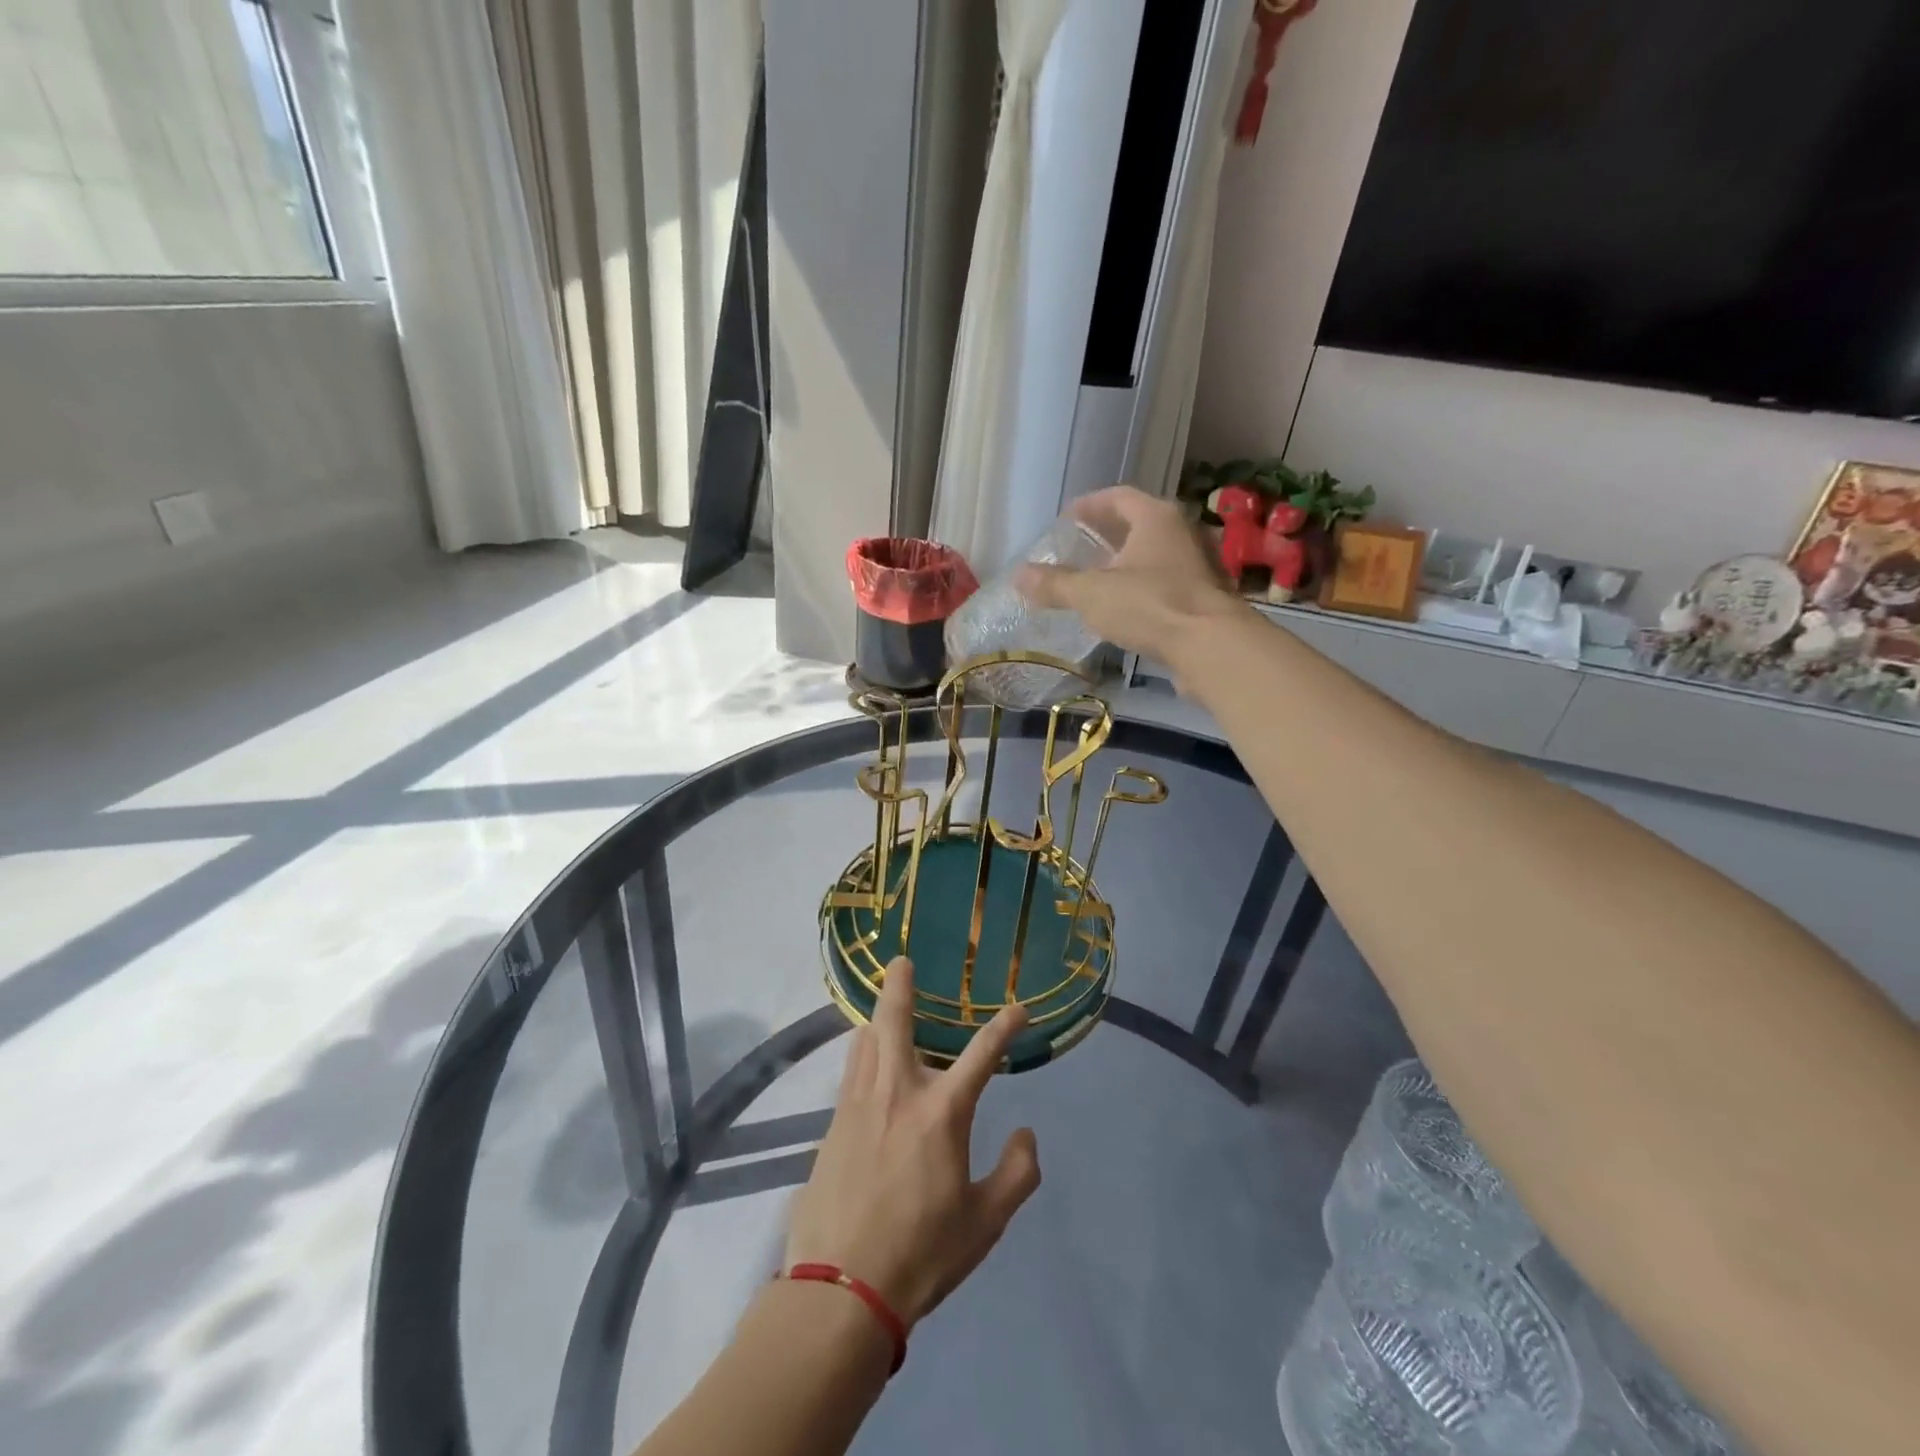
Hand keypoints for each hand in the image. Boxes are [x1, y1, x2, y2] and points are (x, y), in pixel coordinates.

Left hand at [784, 958, 1041, 1326]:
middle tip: (900, 961)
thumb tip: (1028, 1133)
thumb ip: (1017, 1173)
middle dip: (899, 986)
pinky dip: (860, 1053)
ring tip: (882, 1009)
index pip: (982, 1054)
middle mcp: (899, 1092)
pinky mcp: (833, 1123)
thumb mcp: (986, 1222)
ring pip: (865, 1041)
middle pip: (895, 1021)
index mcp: (942, 1112)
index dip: (1004, 1027)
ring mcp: (859, 1104)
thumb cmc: (922, 1253)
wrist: (841, 1288)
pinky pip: (849, 1071)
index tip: (1018, 1008)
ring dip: (877, 1019)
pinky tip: (863, 1061)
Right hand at [1017, 485, 1249, 666]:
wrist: (1211, 646)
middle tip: (1080, 547)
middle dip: (1108, 534)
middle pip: (1140, 524)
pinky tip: (1126, 609)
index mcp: (1156, 517)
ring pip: (1155, 556)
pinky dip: (1143, 588)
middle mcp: (1181, 533)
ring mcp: (1198, 566)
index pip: (1118, 497)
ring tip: (1099, 579)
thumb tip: (1019, 576)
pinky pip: (1166, 584)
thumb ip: (1055, 584)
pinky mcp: (1204, 598)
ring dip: (1127, 563)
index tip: (1067, 518)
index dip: (1090, 505)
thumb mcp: (1092, 594)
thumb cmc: (1150, 605)